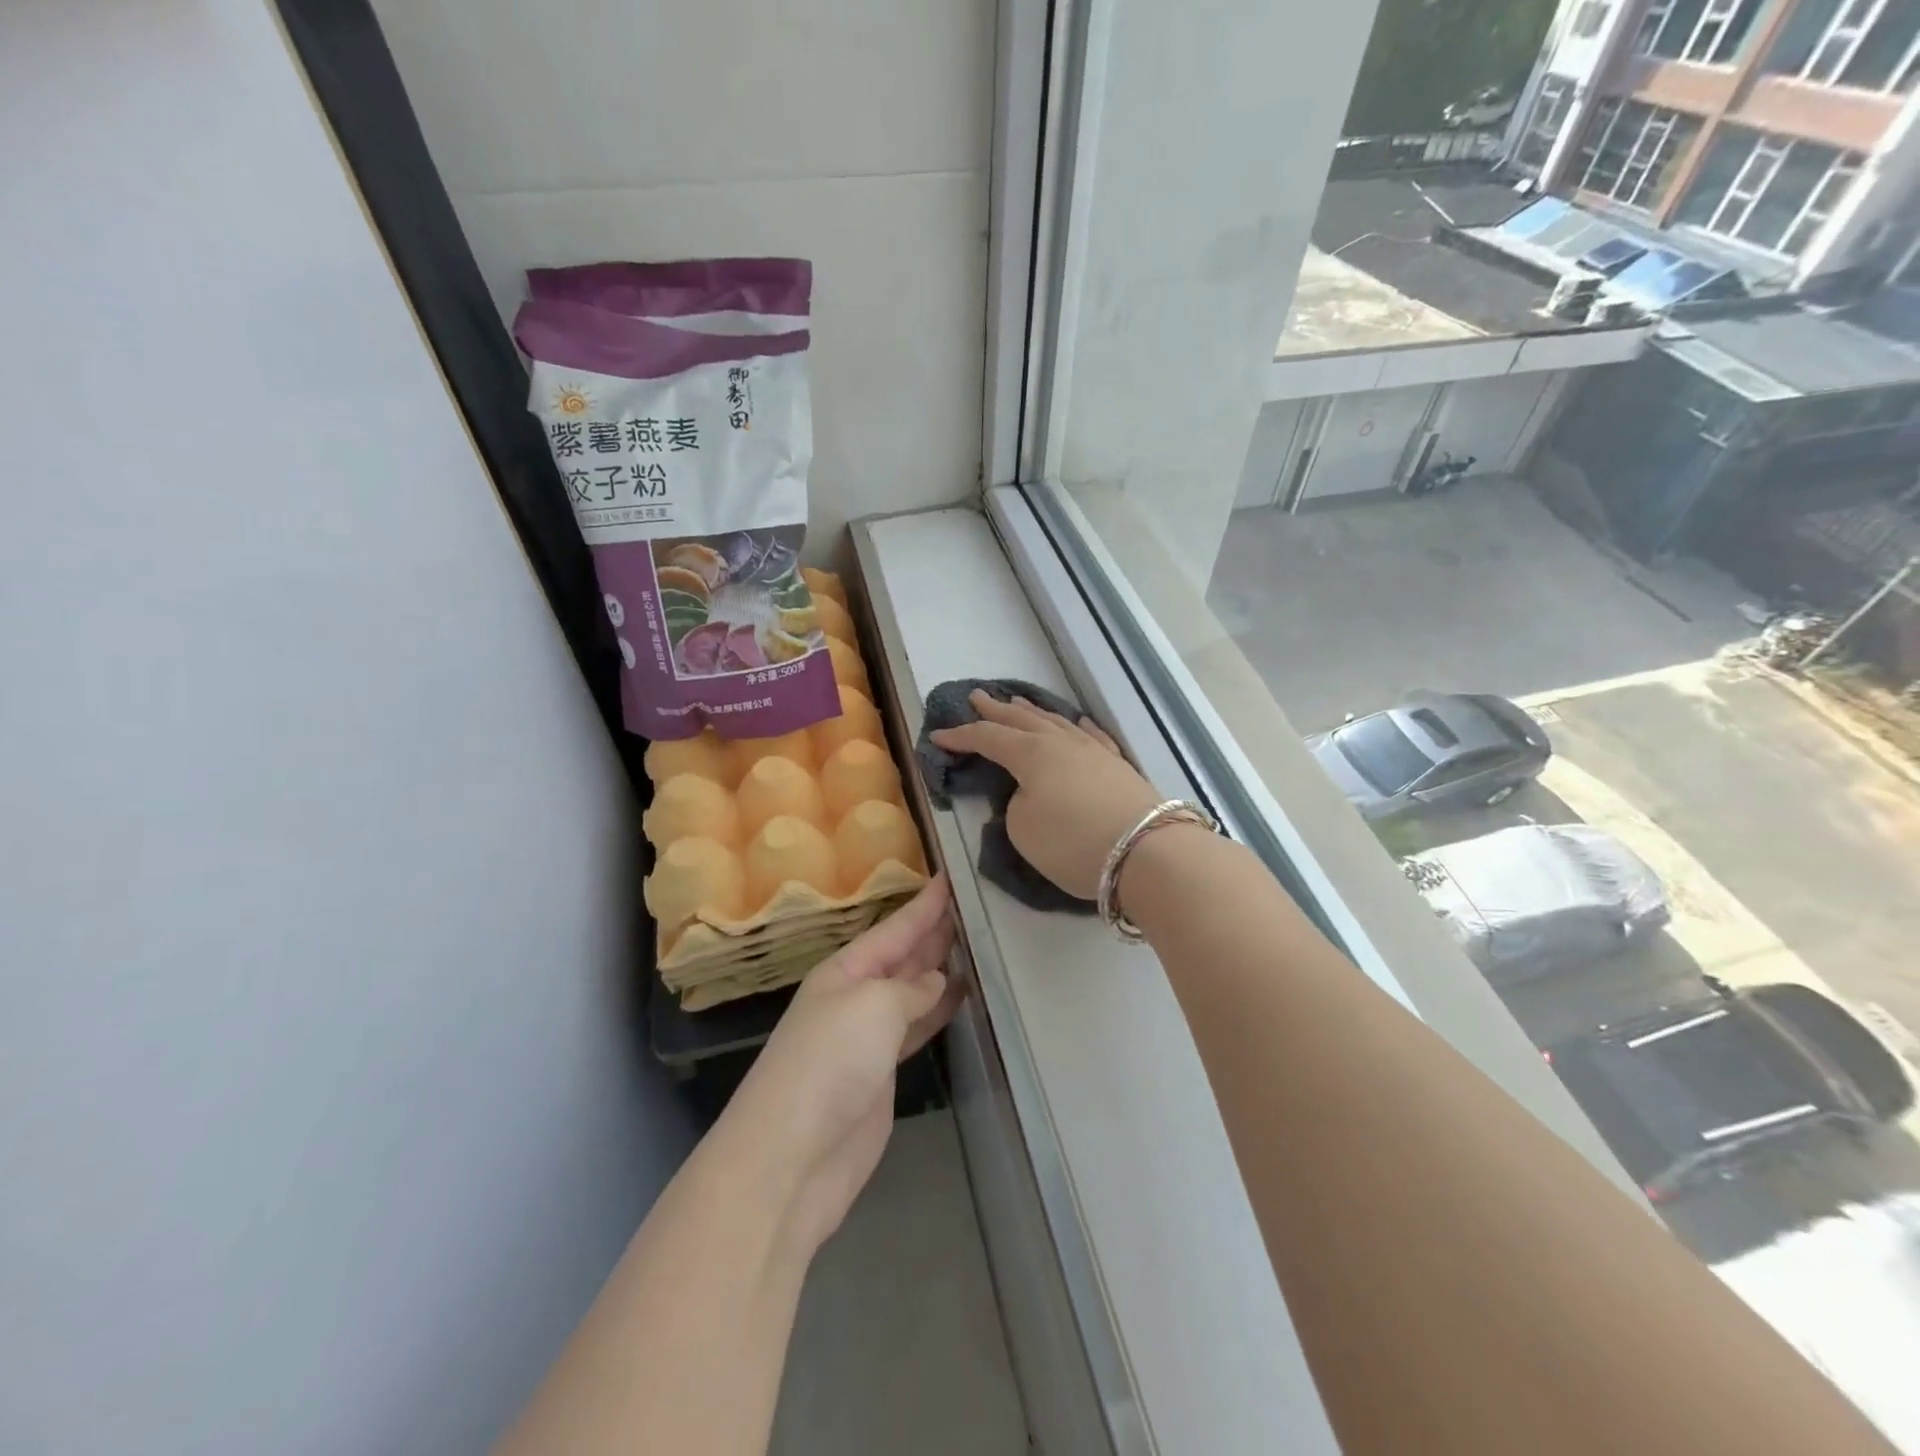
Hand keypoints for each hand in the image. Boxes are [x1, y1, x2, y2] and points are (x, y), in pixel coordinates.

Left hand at [721, 876, 962, 1256]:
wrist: (794, 1155)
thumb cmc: (830, 1061)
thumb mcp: (873, 1007)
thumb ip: (911, 989)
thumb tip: (936, 981)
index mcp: (845, 969)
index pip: (894, 927)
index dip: (925, 904)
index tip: (952, 876)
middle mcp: (856, 995)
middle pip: (903, 955)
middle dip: (935, 930)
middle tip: (975, 906)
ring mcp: (868, 1035)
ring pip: (913, 990)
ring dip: (941, 968)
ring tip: (978, 944)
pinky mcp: (882, 1072)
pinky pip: (917, 1027)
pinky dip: (939, 1010)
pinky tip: (962, 997)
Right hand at [930, 691, 1161, 900]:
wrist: (1147, 851)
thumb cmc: (1073, 842)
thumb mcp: (1023, 830)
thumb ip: (1015, 805)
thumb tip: (1028, 793)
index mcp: (1032, 754)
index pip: (988, 739)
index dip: (961, 737)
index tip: (938, 736)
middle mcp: (1061, 743)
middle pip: (1022, 720)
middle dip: (995, 710)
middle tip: (976, 697)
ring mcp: (1094, 751)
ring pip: (1056, 722)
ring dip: (1032, 712)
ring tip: (1016, 702)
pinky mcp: (1119, 766)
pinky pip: (1092, 736)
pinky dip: (1077, 727)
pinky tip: (1077, 722)